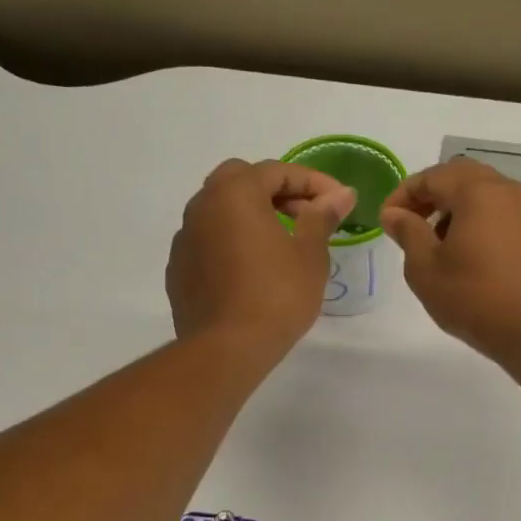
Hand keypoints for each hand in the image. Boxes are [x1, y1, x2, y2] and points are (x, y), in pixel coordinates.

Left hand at [167, 159, 355, 363]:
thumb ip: (322, 217)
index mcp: (234, 193)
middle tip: (305, 215)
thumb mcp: (310, 255)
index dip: (313, 182)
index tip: (339, 201)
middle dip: (276, 191)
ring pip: (220, 210)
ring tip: (281, 243)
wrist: (225, 349)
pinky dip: (232, 242)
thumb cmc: (276, 295)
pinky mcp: (179, 269)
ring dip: (251, 215)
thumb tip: (341, 194)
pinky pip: (209, 241)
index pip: (277, 171)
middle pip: (241, 180)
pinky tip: (252, 270)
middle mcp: (202, 206)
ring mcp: (185, 238)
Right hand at [380, 159, 520, 364]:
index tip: (386, 220)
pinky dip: (477, 220)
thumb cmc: (472, 298)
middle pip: (460, 177)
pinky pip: (500, 213)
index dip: (403, 194)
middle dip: (430, 195)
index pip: (432, 176)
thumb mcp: (425, 268)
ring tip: (435, 242)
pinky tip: (466, 254)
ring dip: (454, 207)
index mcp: (478, 192)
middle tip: (409, 223)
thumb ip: (407, 232)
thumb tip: (394, 213)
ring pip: (483, 193)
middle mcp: (507, 191)